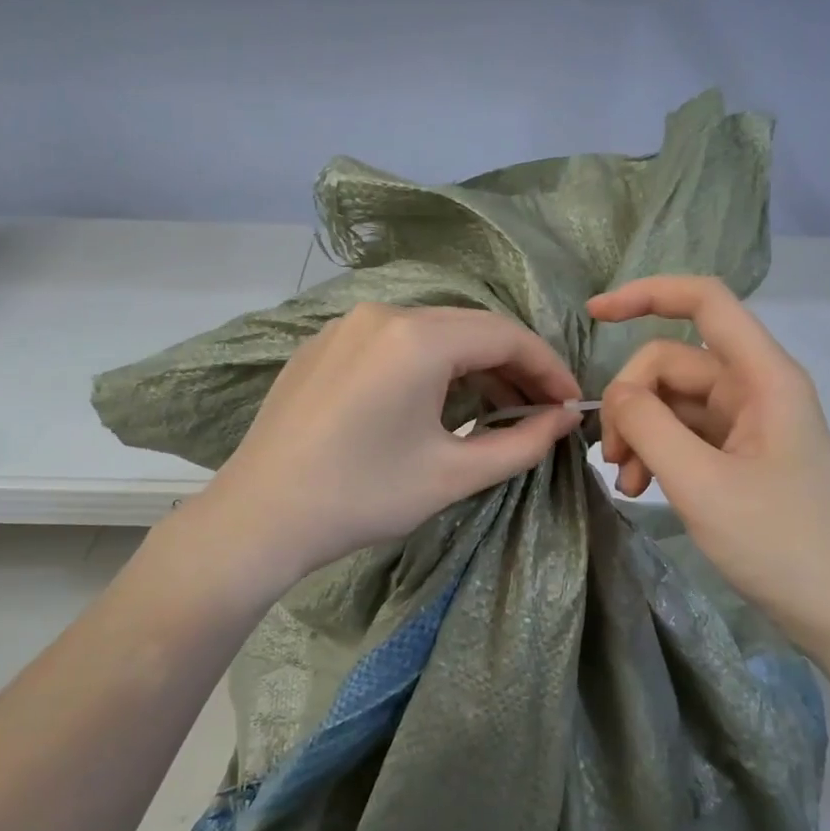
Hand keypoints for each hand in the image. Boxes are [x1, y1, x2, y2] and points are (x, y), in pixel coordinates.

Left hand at [198, 303, 582, 589]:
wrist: (259, 517)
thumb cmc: (362, 496)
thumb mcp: (453, 474)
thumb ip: (523, 443)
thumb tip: (564, 419)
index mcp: (417, 337)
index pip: (506, 336)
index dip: (548, 369)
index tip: (570, 405)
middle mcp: (382, 314)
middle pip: (469, 328)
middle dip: (513, 367)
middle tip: (540, 410)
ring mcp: (345, 326)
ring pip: (431, 334)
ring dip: (471, 366)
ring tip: (496, 408)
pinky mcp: (322, 346)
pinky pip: (393, 344)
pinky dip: (428, 366)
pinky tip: (436, 403)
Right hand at [590, 275, 829, 654]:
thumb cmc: (778, 542)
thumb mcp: (701, 483)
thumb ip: (649, 426)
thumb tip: (617, 393)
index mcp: (764, 377)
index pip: (705, 302)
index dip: (647, 294)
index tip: (593, 314)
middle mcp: (756, 389)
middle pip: (673, 363)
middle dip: (632, 402)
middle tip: (612, 458)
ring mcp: (748, 423)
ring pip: (673, 403)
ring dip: (640, 434)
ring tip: (626, 483)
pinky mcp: (739, 454)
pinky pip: (685, 434)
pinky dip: (657, 455)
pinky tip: (640, 490)